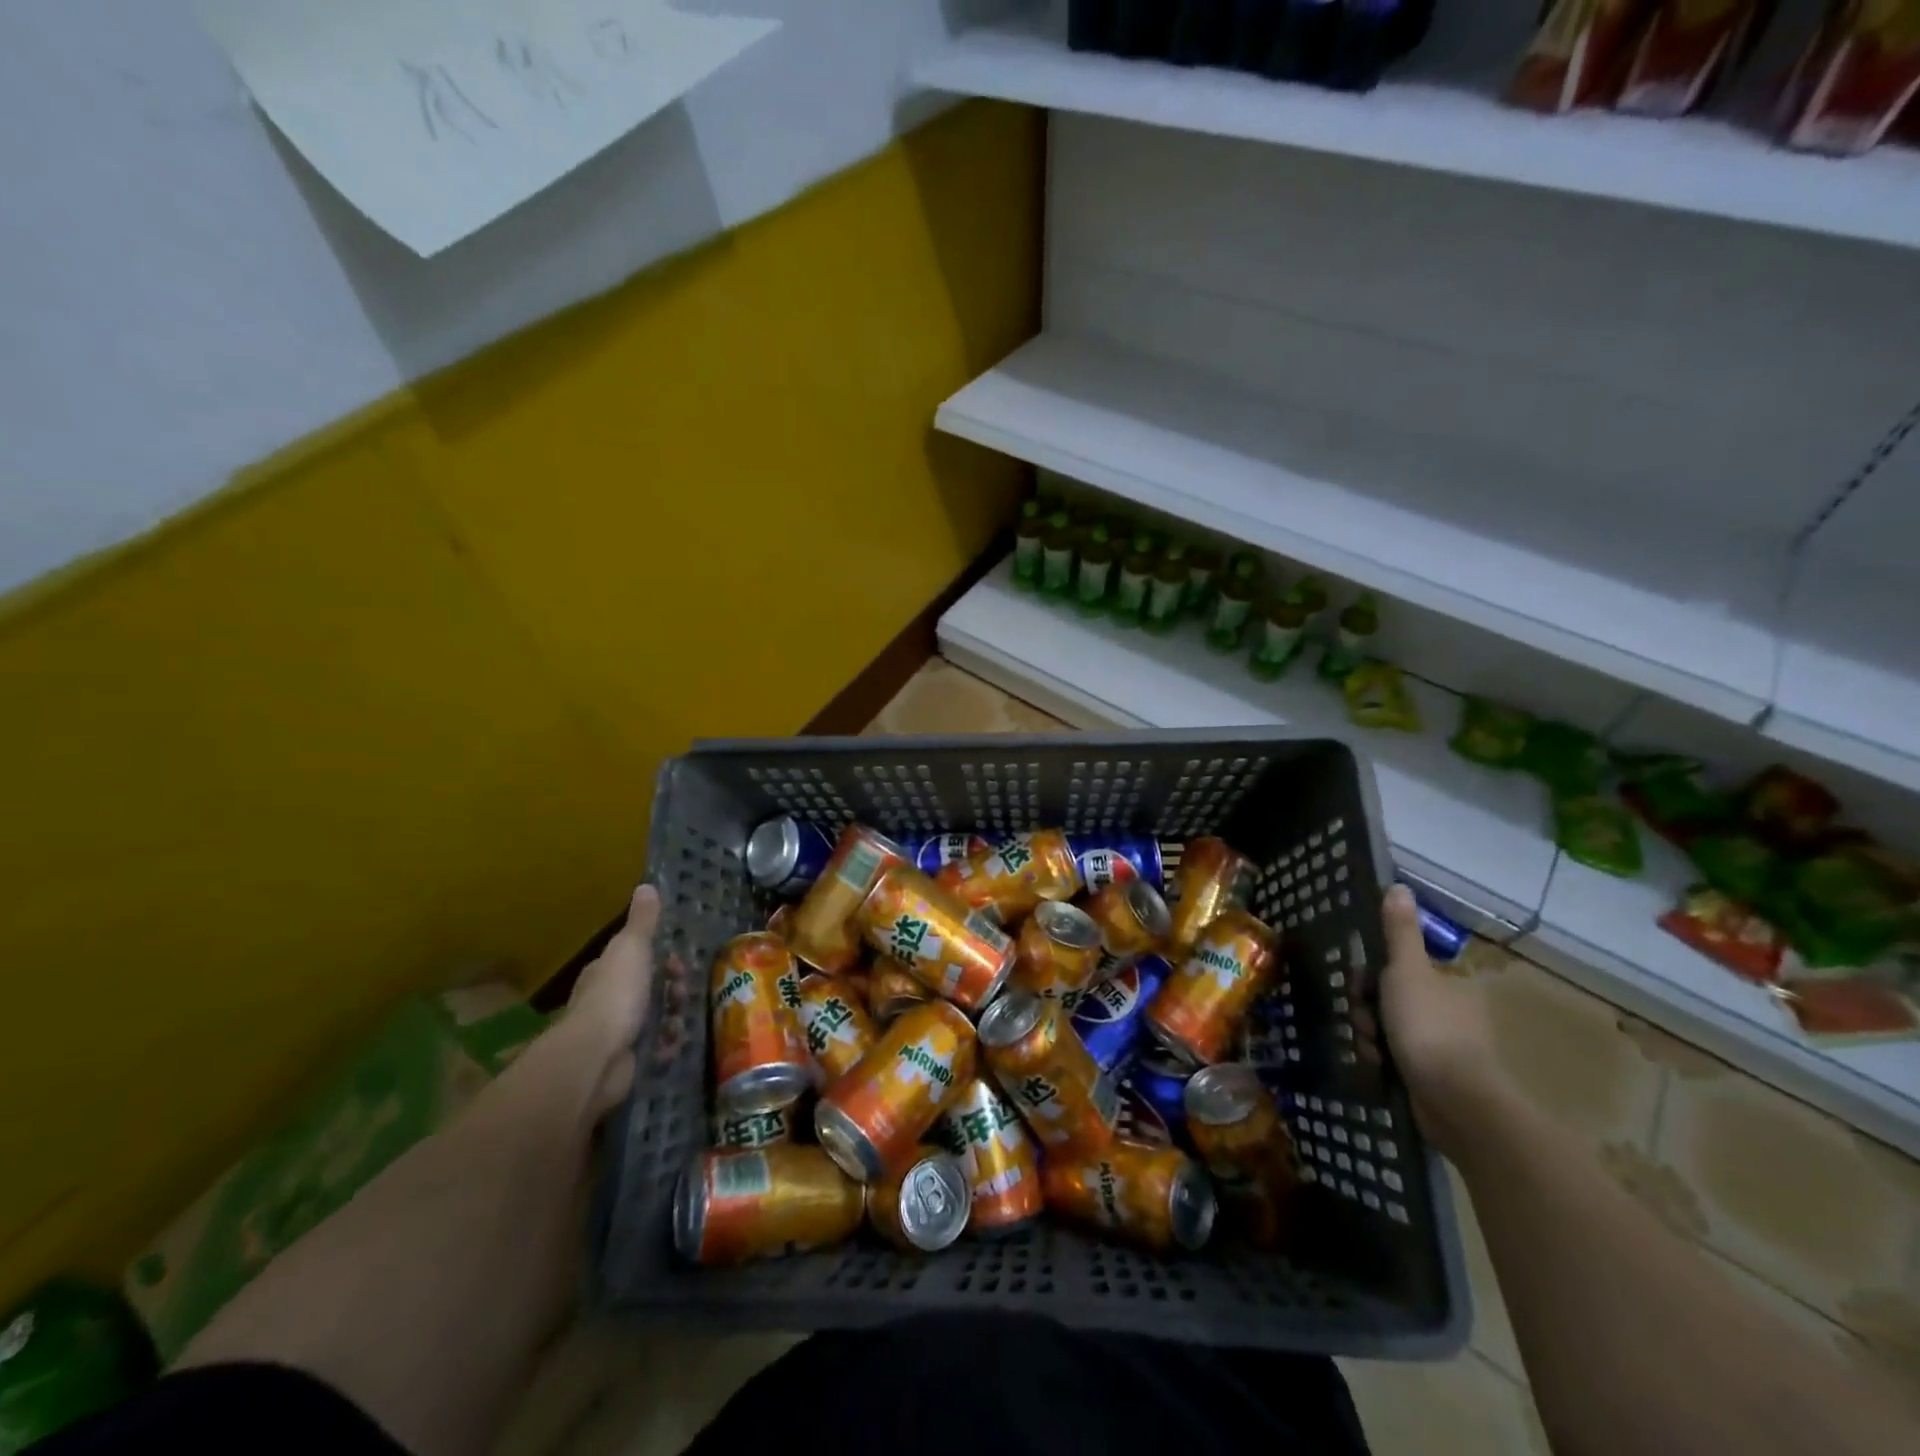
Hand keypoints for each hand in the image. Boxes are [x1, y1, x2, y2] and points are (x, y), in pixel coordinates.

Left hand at [565, 883, 659, 1117]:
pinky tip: (671, 1046)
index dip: (661, 959)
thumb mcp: (632, 948)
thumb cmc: (616, 995)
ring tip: (678, 1024)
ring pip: (655, 1019)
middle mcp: (608, 1001)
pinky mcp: (625, 1062)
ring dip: (673, 1019)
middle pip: (649, 990)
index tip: (677, 963)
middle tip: (682, 994)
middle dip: (672, 990)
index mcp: (606, 973)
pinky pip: (654, 1050)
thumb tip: (646, 886)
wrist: (596, 1057)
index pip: (636, 959)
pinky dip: (665, 1047)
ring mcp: (616, 1034)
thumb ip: (643, 921)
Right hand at [1377, 884, 1506, 1159]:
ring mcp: (1442, 1048)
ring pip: (1386, 1029)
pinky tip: (1379, 1067)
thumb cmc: (1429, 1027)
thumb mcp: (1407, 971)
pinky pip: (1394, 1058)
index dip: (1371, 975)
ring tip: (1372, 1049)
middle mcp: (1449, 1012)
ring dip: (1370, 1036)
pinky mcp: (1433, 1078)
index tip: (1360, 986)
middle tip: (1364, 1021)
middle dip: (1367, 1010)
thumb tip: (1398, 886)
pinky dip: (1382, 1061)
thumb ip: (1399, 931)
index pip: (1397, 968)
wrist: (1456, 1102)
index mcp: (1448, 984)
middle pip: (1388, 999)